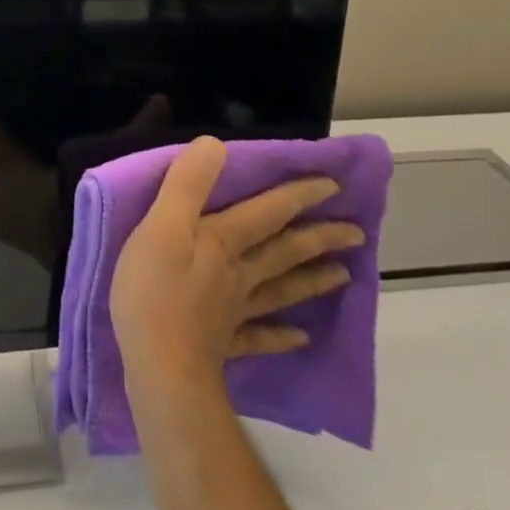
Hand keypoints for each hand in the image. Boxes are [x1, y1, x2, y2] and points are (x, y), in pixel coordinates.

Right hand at [110, 136, 363, 387]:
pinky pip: (261, 337)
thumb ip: (186, 185)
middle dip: (318, 238)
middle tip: (356, 231)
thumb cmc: (154, 288)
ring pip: (281, 289)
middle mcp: (238, 273)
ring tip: (343, 274)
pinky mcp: (226, 342)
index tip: (331, 185)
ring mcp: (235, 311)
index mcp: (222, 242)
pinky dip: (282, 334)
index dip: (296, 197)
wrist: (162, 364)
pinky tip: (300, 337)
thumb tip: (215, 144)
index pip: (267, 213)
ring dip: (312, 280)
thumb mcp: (161, 225)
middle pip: (284, 252)